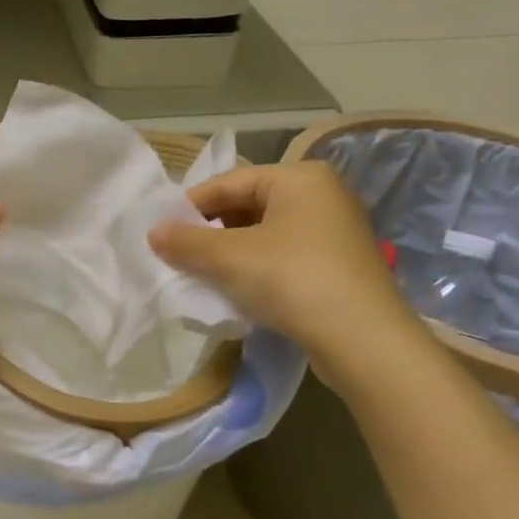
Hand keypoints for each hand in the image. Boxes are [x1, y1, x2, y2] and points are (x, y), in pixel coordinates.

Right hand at [149, 161, 422, 376]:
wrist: (364, 341)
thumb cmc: (292, 281)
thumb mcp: (228, 258)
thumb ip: (185, 242)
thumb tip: (153, 233)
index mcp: (299, 177)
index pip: (228, 182)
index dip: (189, 207)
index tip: (162, 234)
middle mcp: (322, 194)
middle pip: (246, 206)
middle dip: (210, 232)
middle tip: (181, 257)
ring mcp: (335, 230)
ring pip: (264, 233)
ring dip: (230, 253)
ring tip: (204, 276)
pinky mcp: (340, 264)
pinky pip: (284, 255)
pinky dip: (256, 267)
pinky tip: (239, 290)